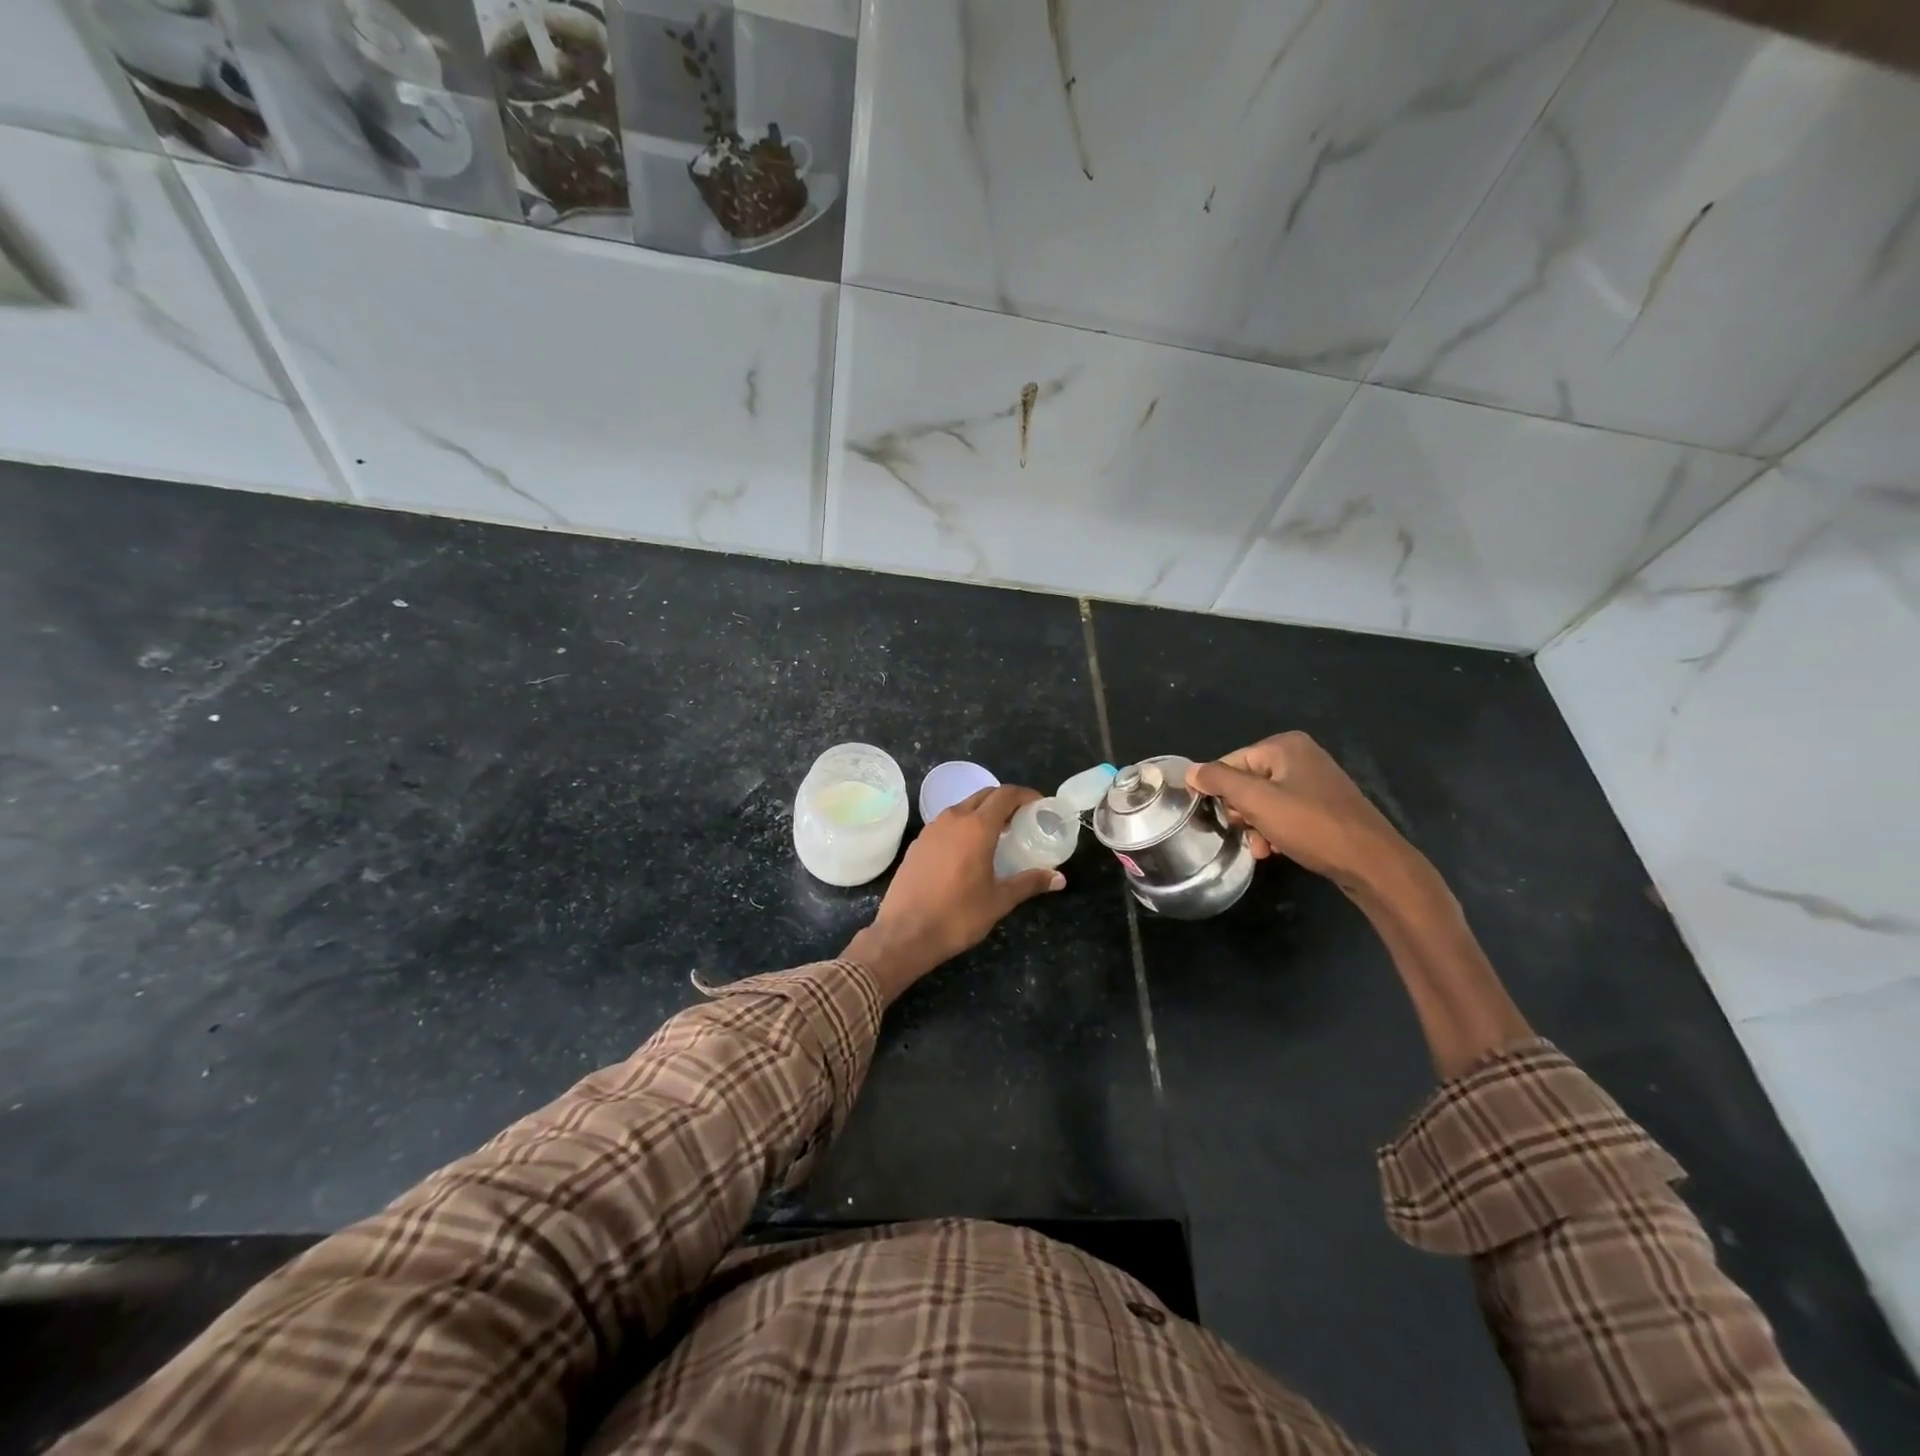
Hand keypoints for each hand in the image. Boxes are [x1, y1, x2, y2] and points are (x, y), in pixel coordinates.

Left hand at [844, 785, 1064, 1002]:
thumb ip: (1029, 883)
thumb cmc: (957, 915)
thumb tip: (1059, 878)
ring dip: (983, 813)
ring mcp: (931, 829)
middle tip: (1022, 820)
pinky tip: (969, 851)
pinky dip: (964, 826)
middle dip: (1005, 802)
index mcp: (976, 827)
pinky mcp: (918, 843)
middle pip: (984, 795)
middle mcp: (953, 819)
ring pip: (963, 808)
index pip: (1005, 795)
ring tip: (998, 835)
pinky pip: (946, 824)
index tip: (1039, 805)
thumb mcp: (999, 900)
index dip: (1026, 795)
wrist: (904, 933)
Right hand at [1188, 732, 1410, 893]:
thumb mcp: (1257, 801)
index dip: (1217, 790)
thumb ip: (1219, 781)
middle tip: (1245, 832)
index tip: (1215, 818)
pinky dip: (1275, 830)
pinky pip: (1285, 813)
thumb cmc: (1311, 825)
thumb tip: (1190, 772)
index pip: (1230, 762)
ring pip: (1264, 801)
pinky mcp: (1324, 806)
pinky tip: (1276, 849)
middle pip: (1247, 781)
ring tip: (1261, 848)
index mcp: (1285, 745)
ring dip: (1256, 826)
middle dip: (1241, 811)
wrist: (1371, 862)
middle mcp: (1301, 756)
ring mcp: (1315, 781)